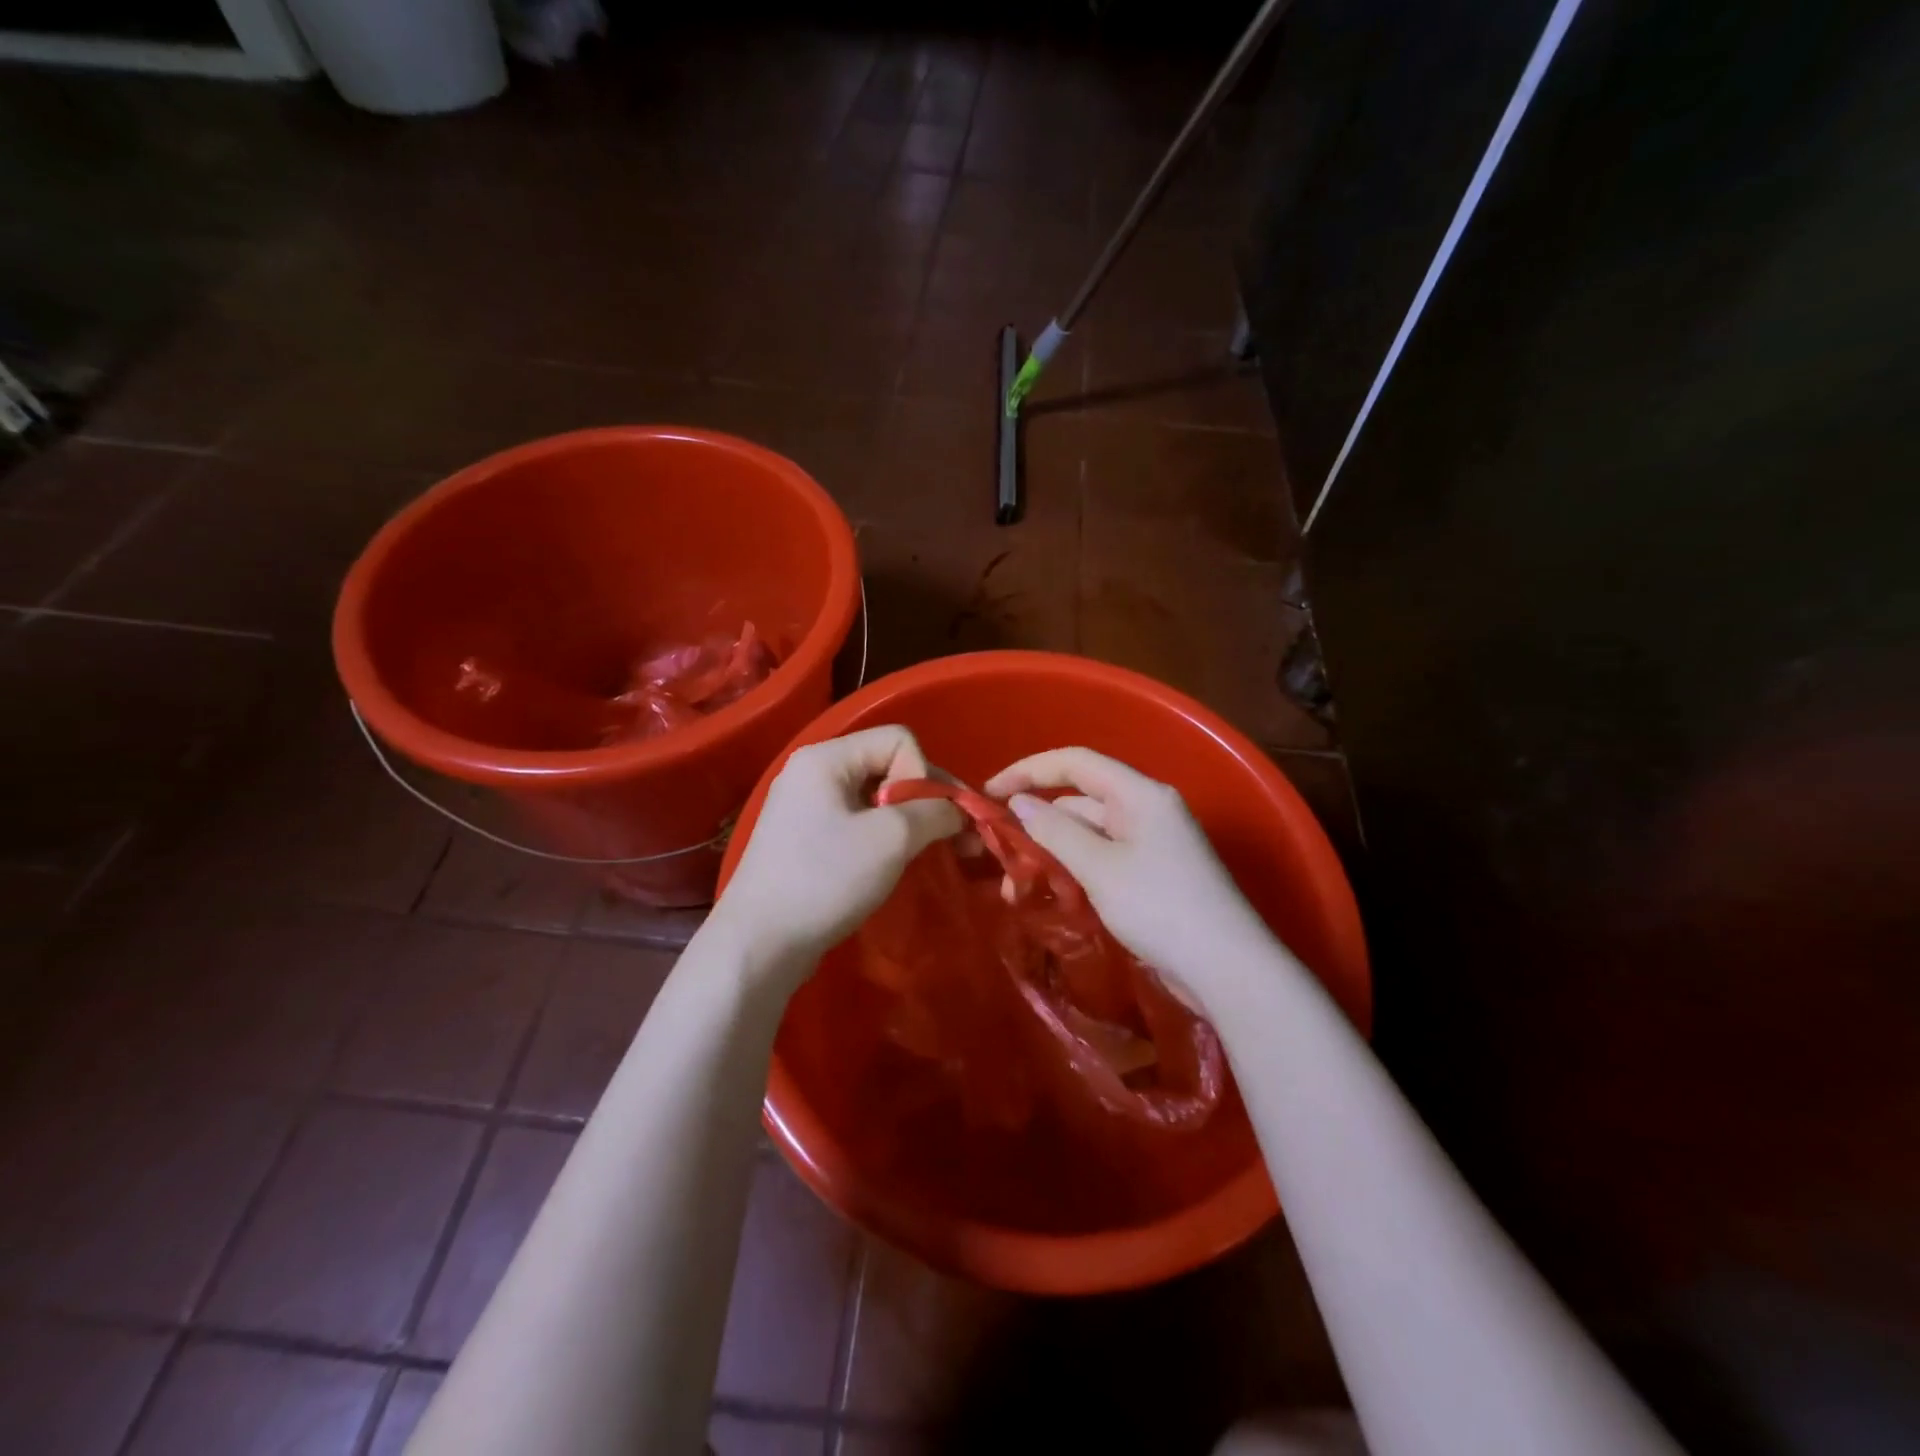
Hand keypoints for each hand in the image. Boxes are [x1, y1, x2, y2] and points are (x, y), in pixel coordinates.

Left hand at [715, 726, 963, 974]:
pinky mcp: (806, 840)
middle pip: (888, 765)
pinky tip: (900, 862)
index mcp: (826, 758)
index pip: (898, 740)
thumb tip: (956, 811)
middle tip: (960, 838)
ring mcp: (806, 807)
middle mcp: (813, 773)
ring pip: (876, 798)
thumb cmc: (825, 879)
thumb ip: (934, 812)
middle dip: (927, 799)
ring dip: (911, 821)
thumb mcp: (891, 838)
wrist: (760, 944)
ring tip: (935, 851)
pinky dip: (886, 838)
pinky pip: (858, 823)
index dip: (925, 774)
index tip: (927, 819)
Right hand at [984, 747, 1277, 1010]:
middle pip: (1079, 800)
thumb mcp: (1099, 867)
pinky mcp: (1152, 874)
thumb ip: (1055, 831)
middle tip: (999, 853)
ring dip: (1052, 853)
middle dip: (1036, 822)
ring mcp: (1151, 843)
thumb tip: (1020, 804)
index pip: (1075, 762)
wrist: (1227, 968)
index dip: (1028, 770)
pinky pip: (1102, 859)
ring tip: (1018, 888)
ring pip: (1088, 834)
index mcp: (1139, 794)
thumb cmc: (1160, 907)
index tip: (990, 793)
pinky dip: (1074, 871)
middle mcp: (1146, 809)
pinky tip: (1051, 895)